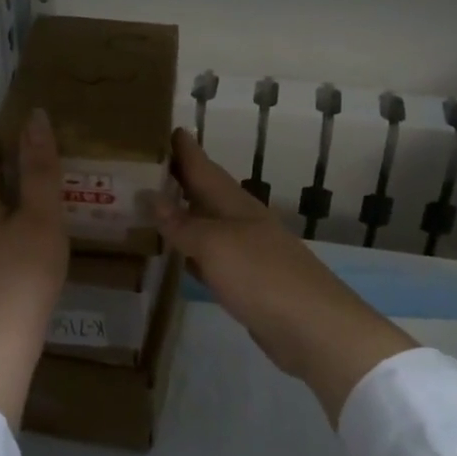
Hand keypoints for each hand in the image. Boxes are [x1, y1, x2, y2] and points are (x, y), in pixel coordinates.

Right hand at [152, 129, 415, 423]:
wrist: (312, 328)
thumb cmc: (262, 277)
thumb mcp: (215, 245)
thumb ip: (183, 225)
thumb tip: (152, 197)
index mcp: (236, 204)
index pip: (204, 168)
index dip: (185, 150)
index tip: (165, 127)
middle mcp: (243, 222)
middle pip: (206, 194)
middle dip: (179, 180)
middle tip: (144, 168)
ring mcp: (248, 253)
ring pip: (208, 226)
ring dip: (183, 216)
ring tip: (151, 208)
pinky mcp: (248, 283)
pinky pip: (212, 258)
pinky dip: (192, 252)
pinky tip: (179, 257)